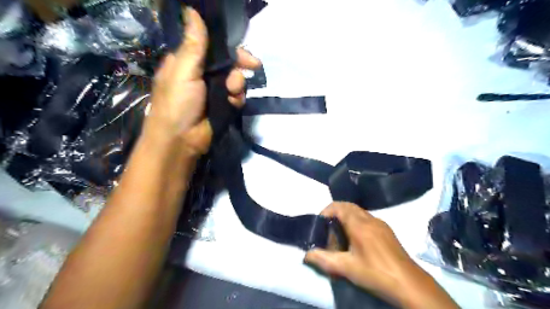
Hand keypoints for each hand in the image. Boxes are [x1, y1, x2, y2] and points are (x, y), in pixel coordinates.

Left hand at [144, 6, 260, 155]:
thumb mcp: (183, 71)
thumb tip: (192, 10)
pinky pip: (237, 96)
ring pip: (236, 79)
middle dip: (240, 65)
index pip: (213, 47)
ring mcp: (215, 92)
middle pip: (229, 63)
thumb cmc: (177, 103)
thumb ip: (194, 44)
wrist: (182, 140)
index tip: (243, 48)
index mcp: (189, 62)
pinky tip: (232, 103)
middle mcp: (203, 75)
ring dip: (237, 84)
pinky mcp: (224, 106)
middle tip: (253, 66)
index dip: (229, 47)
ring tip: (231, 92)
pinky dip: (237, 99)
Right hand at [302, 202, 458, 308]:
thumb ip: (324, 259)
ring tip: (340, 236)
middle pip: (349, 206)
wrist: (409, 283)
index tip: (320, 222)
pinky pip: (367, 219)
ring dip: (346, 218)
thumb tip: (306, 255)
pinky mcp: (387, 231)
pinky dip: (357, 223)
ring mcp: (381, 224)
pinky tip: (357, 241)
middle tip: (328, 229)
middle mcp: (370, 219)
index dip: (327, 211)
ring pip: (359, 212)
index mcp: (359, 224)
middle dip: (335, 213)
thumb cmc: (375, 273)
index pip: (339, 206)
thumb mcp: (347, 268)